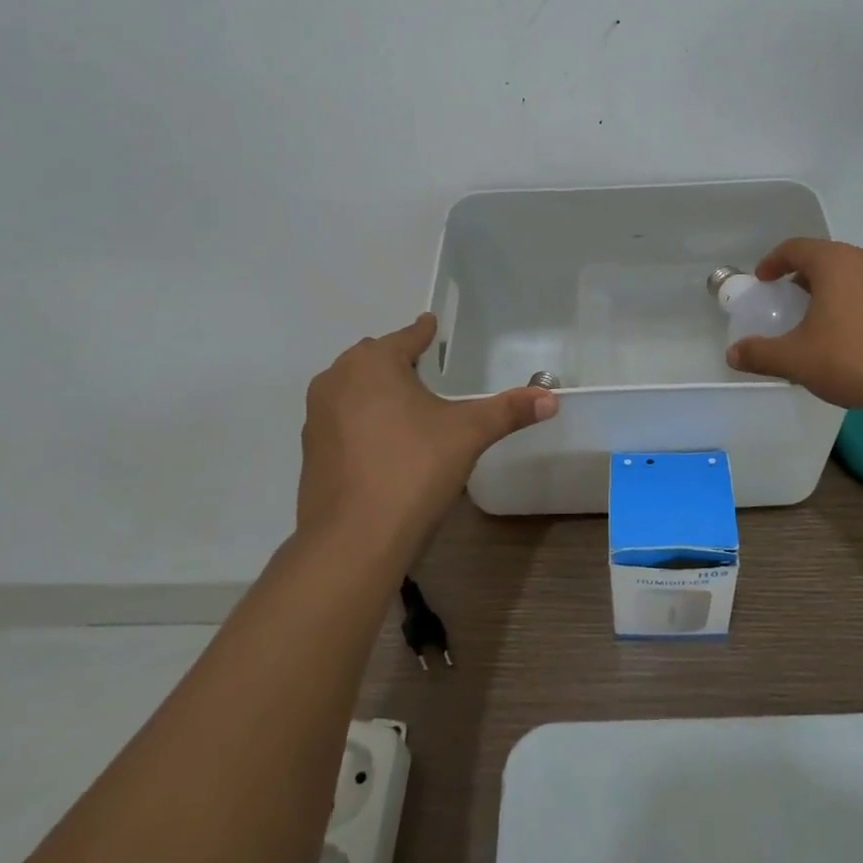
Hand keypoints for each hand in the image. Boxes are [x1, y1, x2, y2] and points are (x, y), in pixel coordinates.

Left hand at [296, 313, 556, 568]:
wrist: (353, 538)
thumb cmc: (413, 468)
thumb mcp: (468, 434)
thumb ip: (509, 410)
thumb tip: (552, 398)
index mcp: (374, 363)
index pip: (406, 337)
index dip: (423, 332)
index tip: (431, 325)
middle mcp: (338, 379)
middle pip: (373, 357)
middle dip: (396, 358)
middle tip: (424, 368)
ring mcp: (317, 415)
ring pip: (351, 387)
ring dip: (374, 388)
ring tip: (404, 404)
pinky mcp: (310, 450)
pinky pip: (340, 418)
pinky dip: (360, 418)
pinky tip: (382, 441)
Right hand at [725, 238, 862, 411]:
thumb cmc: (851, 361)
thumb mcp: (796, 360)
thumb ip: (760, 354)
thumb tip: (733, 354)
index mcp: (835, 264)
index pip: (796, 249)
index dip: (775, 261)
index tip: (765, 278)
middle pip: (835, 258)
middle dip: (815, 275)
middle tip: (802, 300)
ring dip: (858, 284)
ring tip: (847, 309)